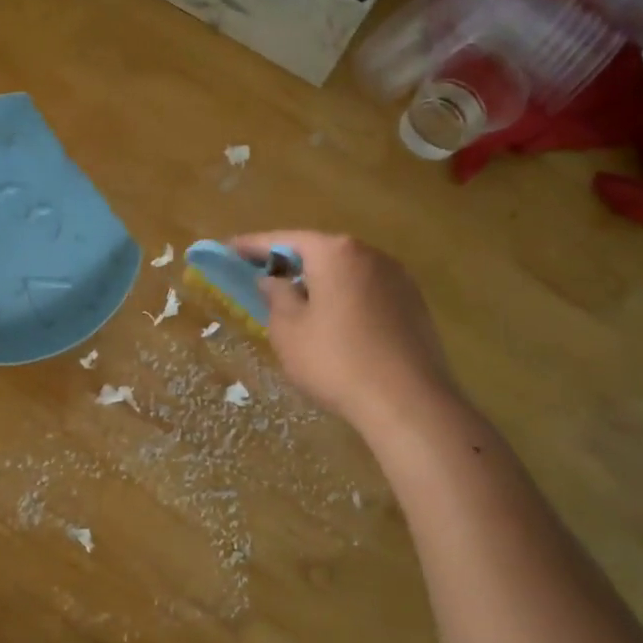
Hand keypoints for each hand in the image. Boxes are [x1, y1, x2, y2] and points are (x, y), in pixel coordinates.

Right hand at [230, 231, 458, 435]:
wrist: (408, 402)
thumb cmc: (335, 361)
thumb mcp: (288, 330)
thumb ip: (276, 296)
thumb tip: (273, 280)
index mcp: (336, 253)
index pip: (284, 240)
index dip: (252, 246)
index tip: (228, 249)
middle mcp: (370, 255)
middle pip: (320, 252)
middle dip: (289, 263)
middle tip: (261, 277)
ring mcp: (398, 279)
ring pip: (346, 272)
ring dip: (319, 282)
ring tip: (296, 303)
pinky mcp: (414, 306)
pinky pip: (367, 292)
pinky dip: (344, 299)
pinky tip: (334, 325)